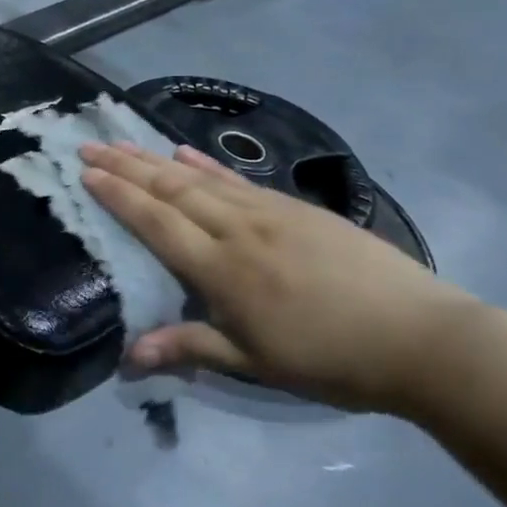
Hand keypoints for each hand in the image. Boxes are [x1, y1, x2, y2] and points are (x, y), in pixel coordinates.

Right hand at [79, 142, 481, 412]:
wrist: (421, 337)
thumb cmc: (331, 359)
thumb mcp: (256, 364)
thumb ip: (190, 347)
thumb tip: (128, 357)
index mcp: (223, 270)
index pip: (157, 223)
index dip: (119, 197)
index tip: (86, 173)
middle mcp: (238, 230)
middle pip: (172, 189)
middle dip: (126, 166)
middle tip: (89, 143)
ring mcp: (269, 212)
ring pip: (200, 178)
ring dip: (156, 158)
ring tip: (123, 142)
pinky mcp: (296, 208)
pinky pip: (238, 180)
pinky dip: (206, 164)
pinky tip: (186, 152)